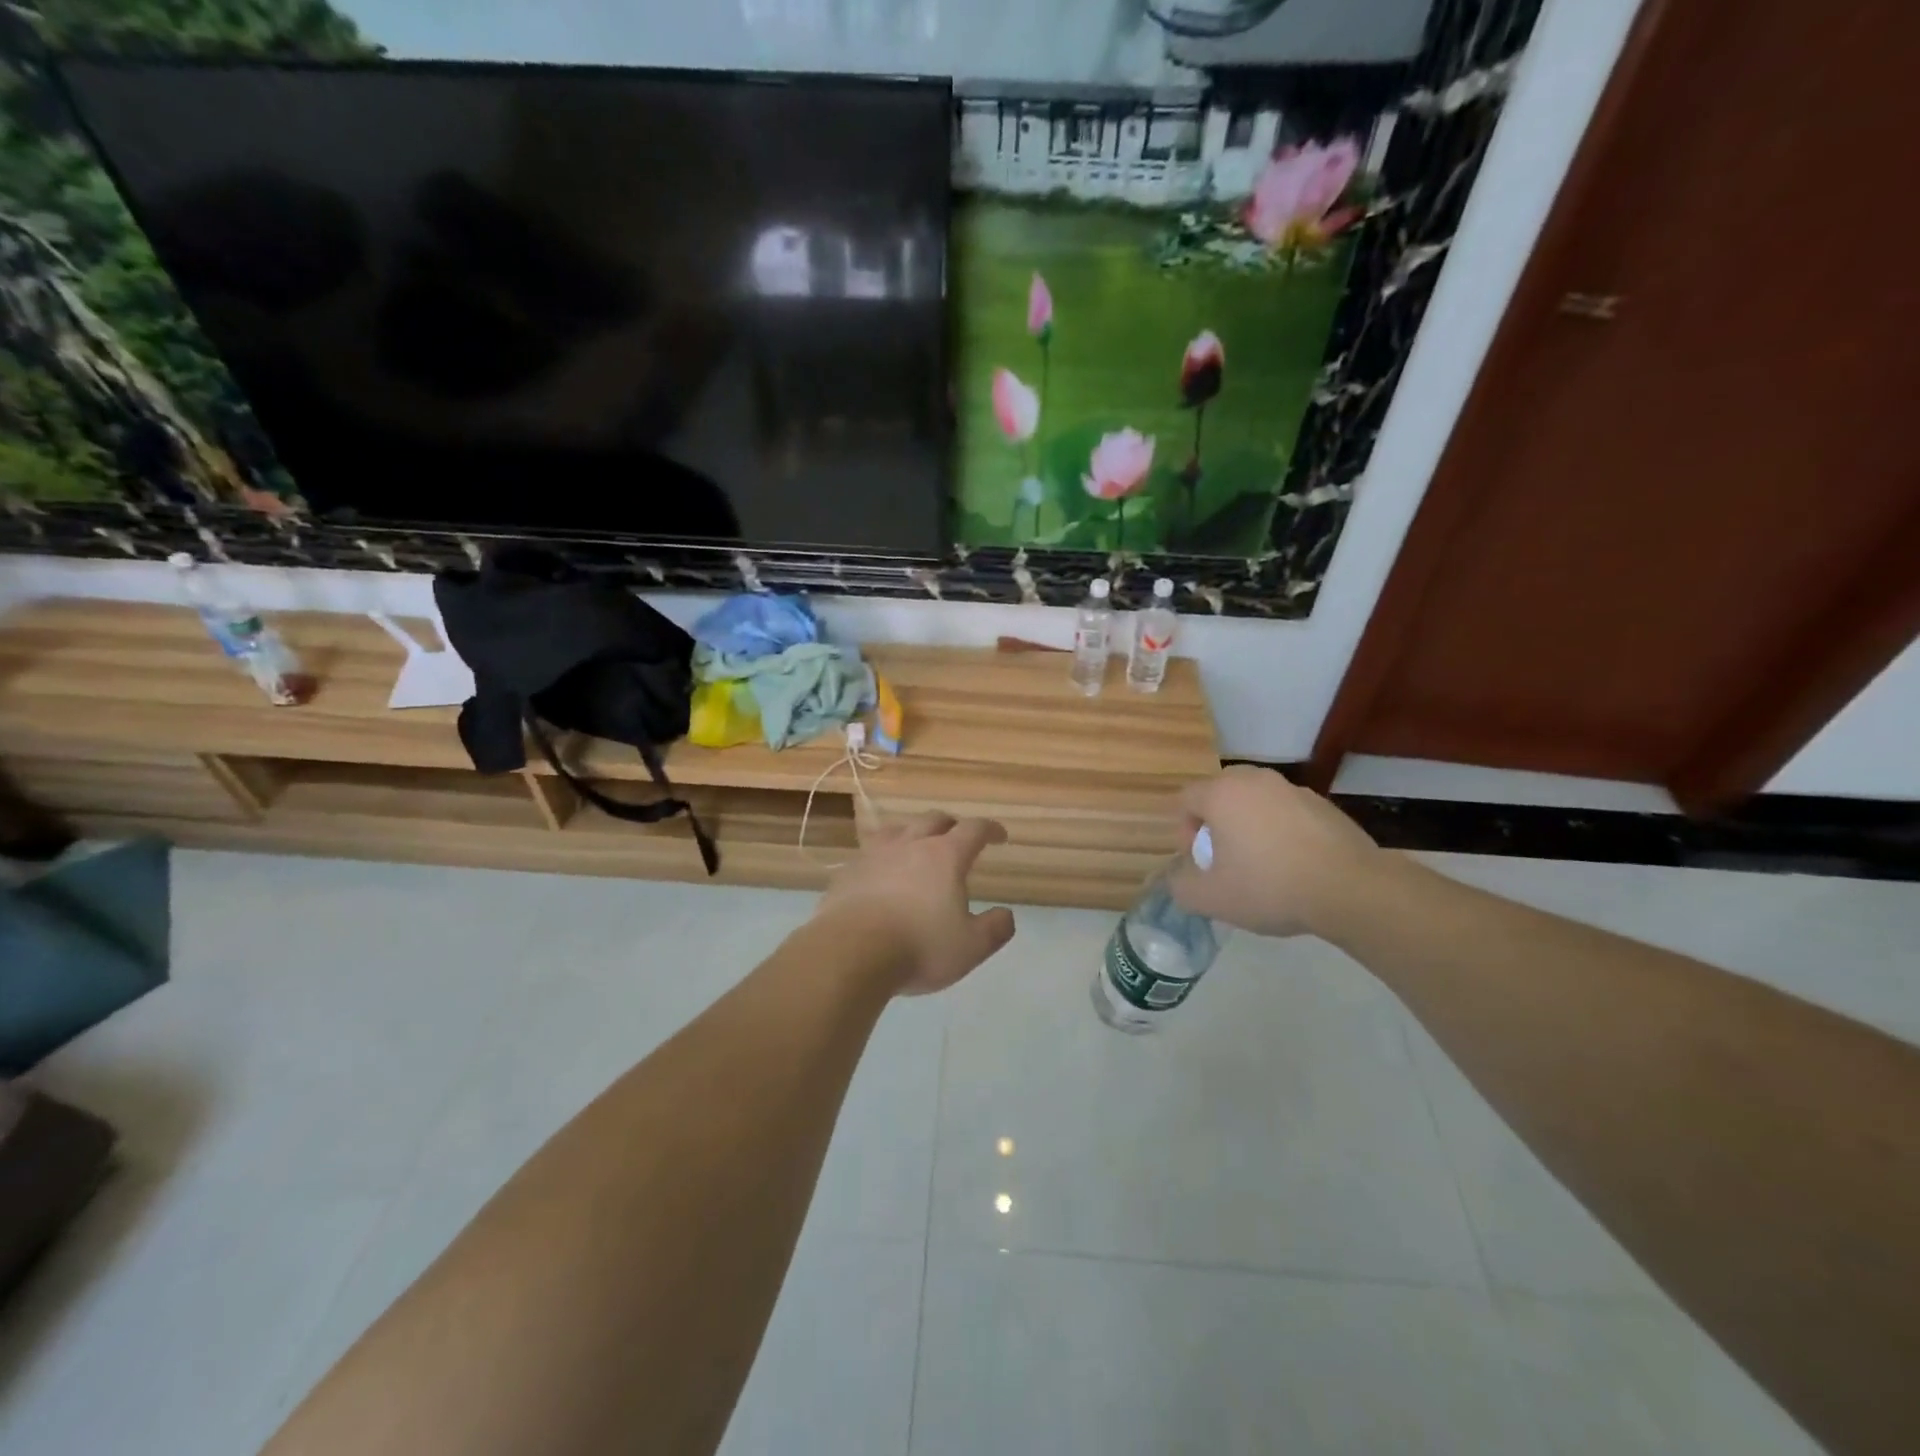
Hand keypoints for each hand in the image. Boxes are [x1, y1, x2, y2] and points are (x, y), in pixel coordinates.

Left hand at [816, 812, 1016, 994]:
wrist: (850, 952)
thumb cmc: (919, 947)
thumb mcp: (971, 946)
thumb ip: (995, 928)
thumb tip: (1006, 915)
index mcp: (945, 856)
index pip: (973, 830)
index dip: (990, 829)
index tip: (999, 836)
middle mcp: (910, 845)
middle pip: (933, 820)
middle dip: (951, 825)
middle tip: (958, 837)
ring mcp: (874, 855)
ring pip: (897, 829)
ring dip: (913, 832)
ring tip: (916, 844)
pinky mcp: (847, 872)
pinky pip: (869, 853)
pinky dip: (882, 857)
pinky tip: (880, 873)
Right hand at [1169, 767, 1384, 937]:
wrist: (1350, 890)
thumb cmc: (1269, 887)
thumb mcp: (1210, 898)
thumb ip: (1181, 885)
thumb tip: (1180, 877)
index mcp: (1222, 793)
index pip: (1186, 799)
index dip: (1184, 831)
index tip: (1199, 861)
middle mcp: (1255, 781)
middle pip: (1221, 794)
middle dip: (1216, 824)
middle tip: (1225, 859)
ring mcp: (1293, 789)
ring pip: (1256, 802)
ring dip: (1249, 826)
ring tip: (1262, 865)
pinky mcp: (1324, 805)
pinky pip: (1287, 813)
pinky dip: (1282, 831)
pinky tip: (1294, 866)